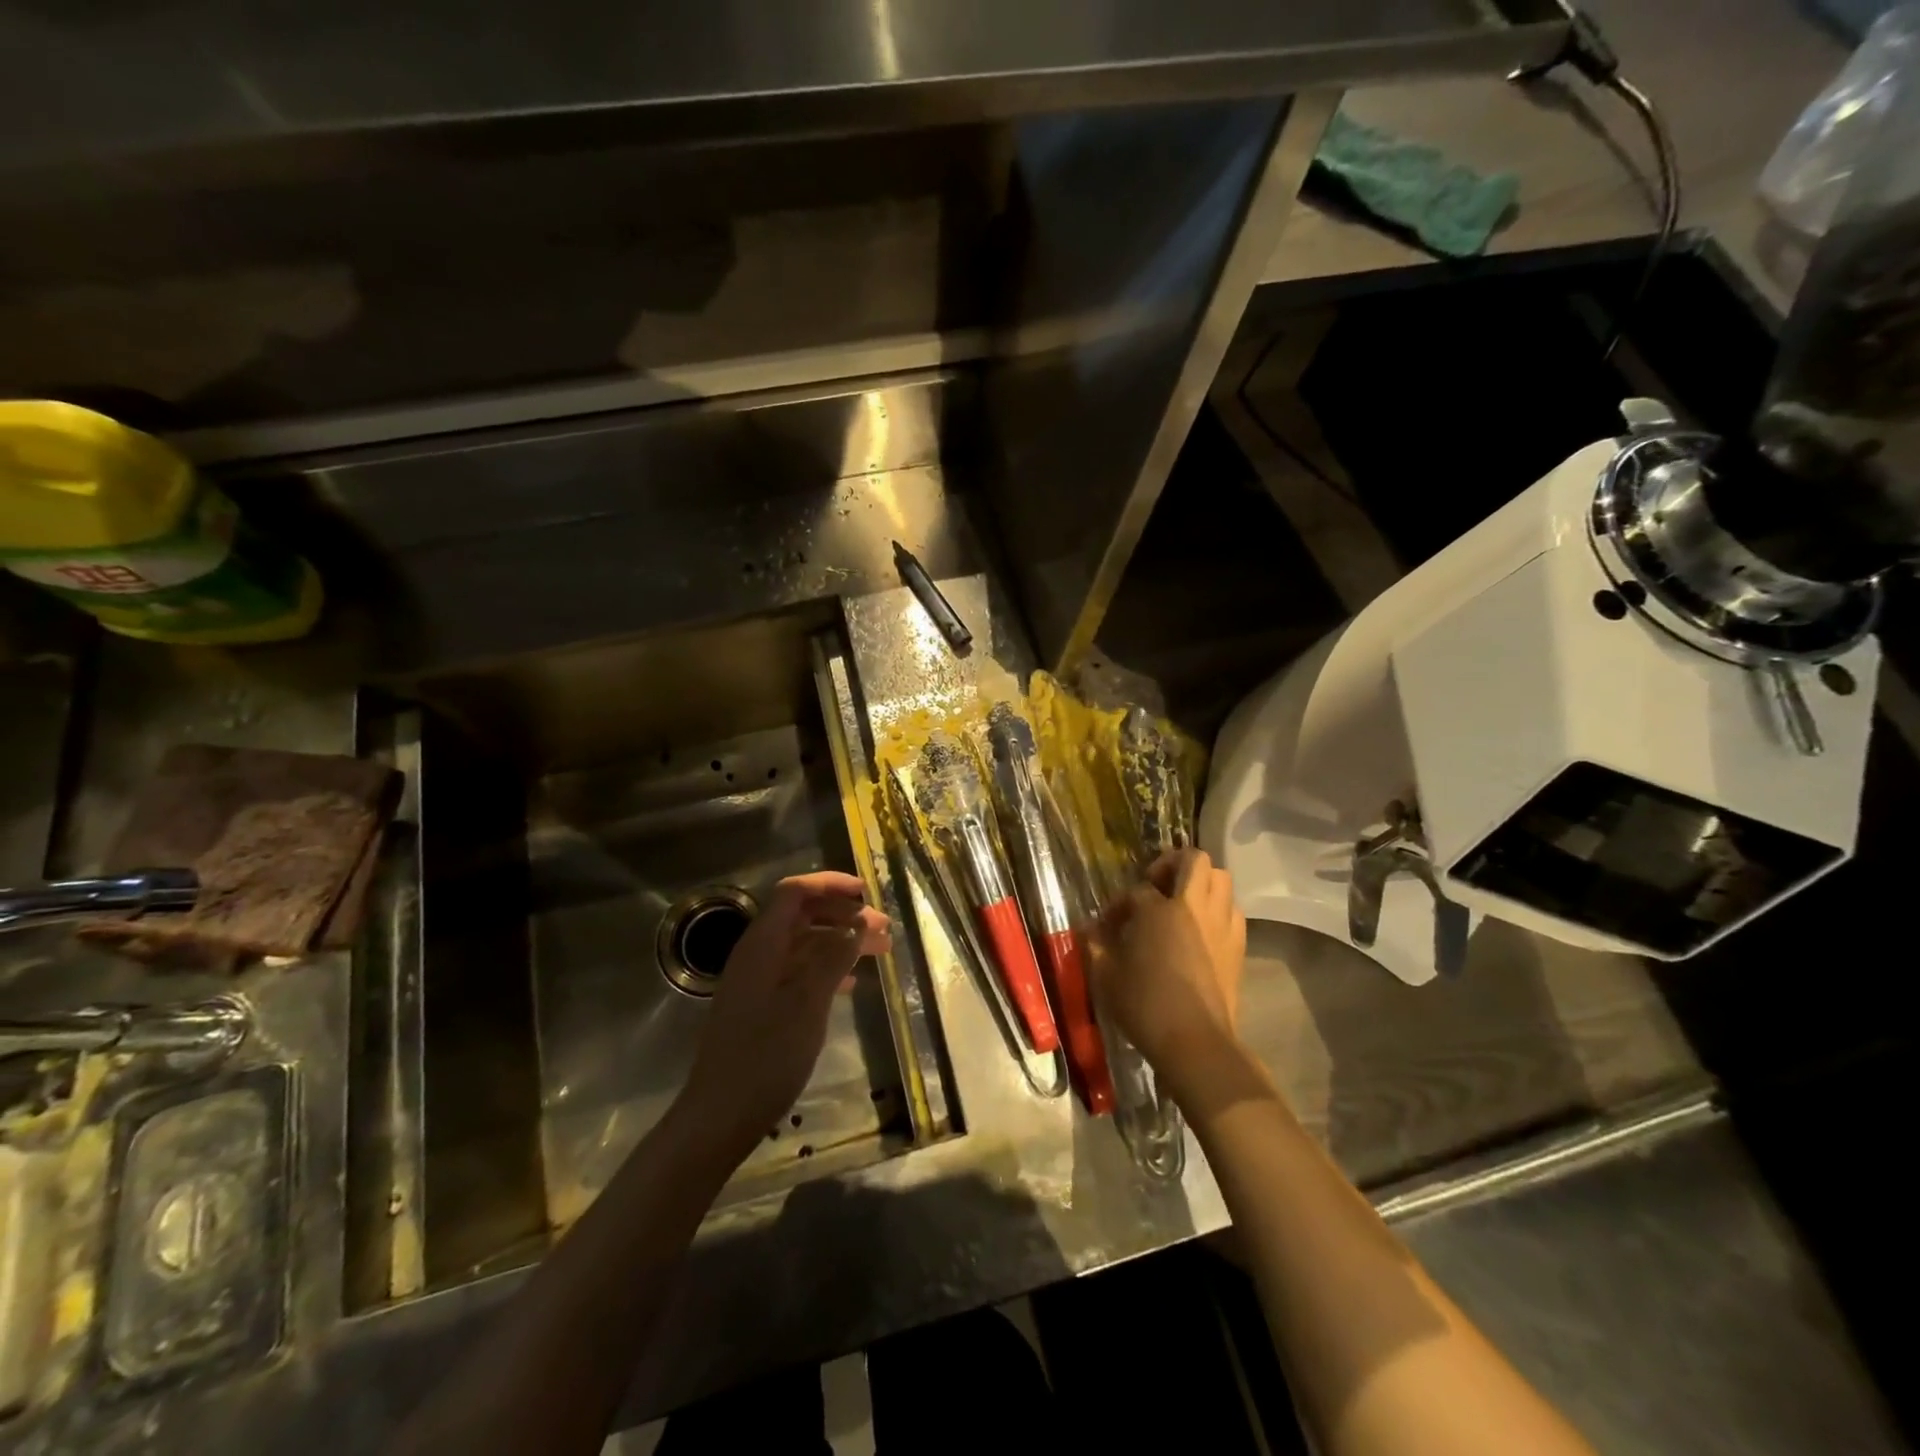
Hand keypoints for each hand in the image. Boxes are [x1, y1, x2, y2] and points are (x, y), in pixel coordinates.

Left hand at [678, 872, 890, 1159]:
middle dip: (844, 915)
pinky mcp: (761, 1005)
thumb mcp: (808, 1002)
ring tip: (879, 952)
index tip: (866, 892)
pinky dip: (827, 967)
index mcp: (763, 943)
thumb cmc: (767, 1054)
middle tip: (884, 929)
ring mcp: (758, 980)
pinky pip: (798, 970)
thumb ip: (833, 957)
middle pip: (802, 915)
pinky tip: (851, 983)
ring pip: (804, 944)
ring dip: (840, 942)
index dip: (830, 885)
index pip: (795, 892)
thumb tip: (857, 922)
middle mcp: (758, 953)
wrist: (721, 1114)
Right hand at [1091, 849, 1246, 1094]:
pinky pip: (1232, 908)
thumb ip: (1095, 945)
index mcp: (1158, 910)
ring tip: (1181, 903)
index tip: (1108, 926)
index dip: (1119, 905)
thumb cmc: (1145, 1006)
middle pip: (1193, 860)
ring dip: (1200, 882)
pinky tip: (1201, 929)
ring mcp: (1221, 924)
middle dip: (1172, 863)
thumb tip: (1088, 929)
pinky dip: (1218, 908)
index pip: (1136, 891)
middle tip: (1156, 884)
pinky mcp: (1238, 945)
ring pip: (1220, 878)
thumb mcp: (1105, 975)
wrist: (1196, 1043)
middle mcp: (1193, 907)